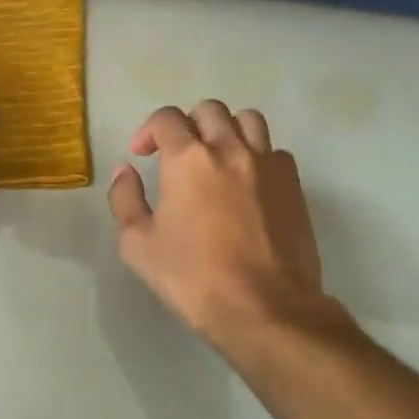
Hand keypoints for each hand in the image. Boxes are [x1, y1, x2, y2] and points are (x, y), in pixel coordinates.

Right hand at [109, 101, 350, 349]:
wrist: (265, 308)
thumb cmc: (193, 278)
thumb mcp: (138, 245)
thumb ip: (125, 199)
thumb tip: (124, 171)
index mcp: (187, 159)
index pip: (166, 118)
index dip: (149, 131)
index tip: (142, 154)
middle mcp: (229, 149)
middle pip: (209, 110)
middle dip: (188, 124)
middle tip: (179, 154)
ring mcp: (267, 165)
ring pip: (249, 120)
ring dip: (227, 129)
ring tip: (218, 156)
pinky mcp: (294, 186)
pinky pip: (275, 151)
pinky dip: (259, 156)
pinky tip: (249, 183)